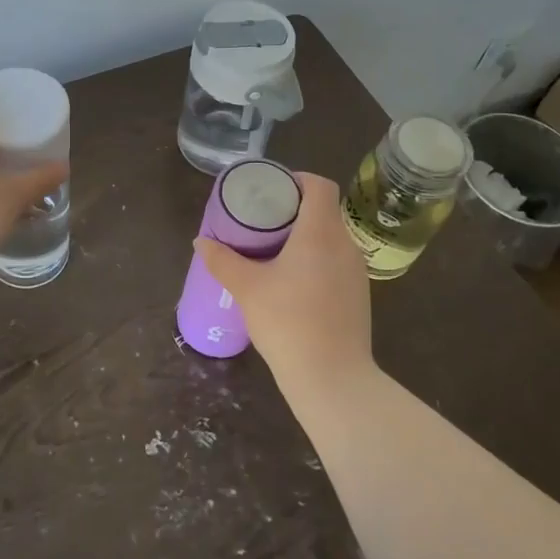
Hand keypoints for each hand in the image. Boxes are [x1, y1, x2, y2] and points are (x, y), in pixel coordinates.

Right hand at [196, 172, 374, 399]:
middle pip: (324, 210)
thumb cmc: (288, 322)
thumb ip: (222, 261)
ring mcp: (356, 271)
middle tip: (262, 221)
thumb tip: (201, 241)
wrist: (332, 378)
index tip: (271, 191)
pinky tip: (293, 282)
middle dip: (294, 210)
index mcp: (321, 232)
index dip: (296, 180)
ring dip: (305, 237)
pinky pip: (336, 261)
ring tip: (273, 251)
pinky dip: (316, 259)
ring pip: (331, 237)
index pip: (319, 185)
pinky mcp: (358, 294)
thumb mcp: (247, 289)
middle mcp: (345, 244)